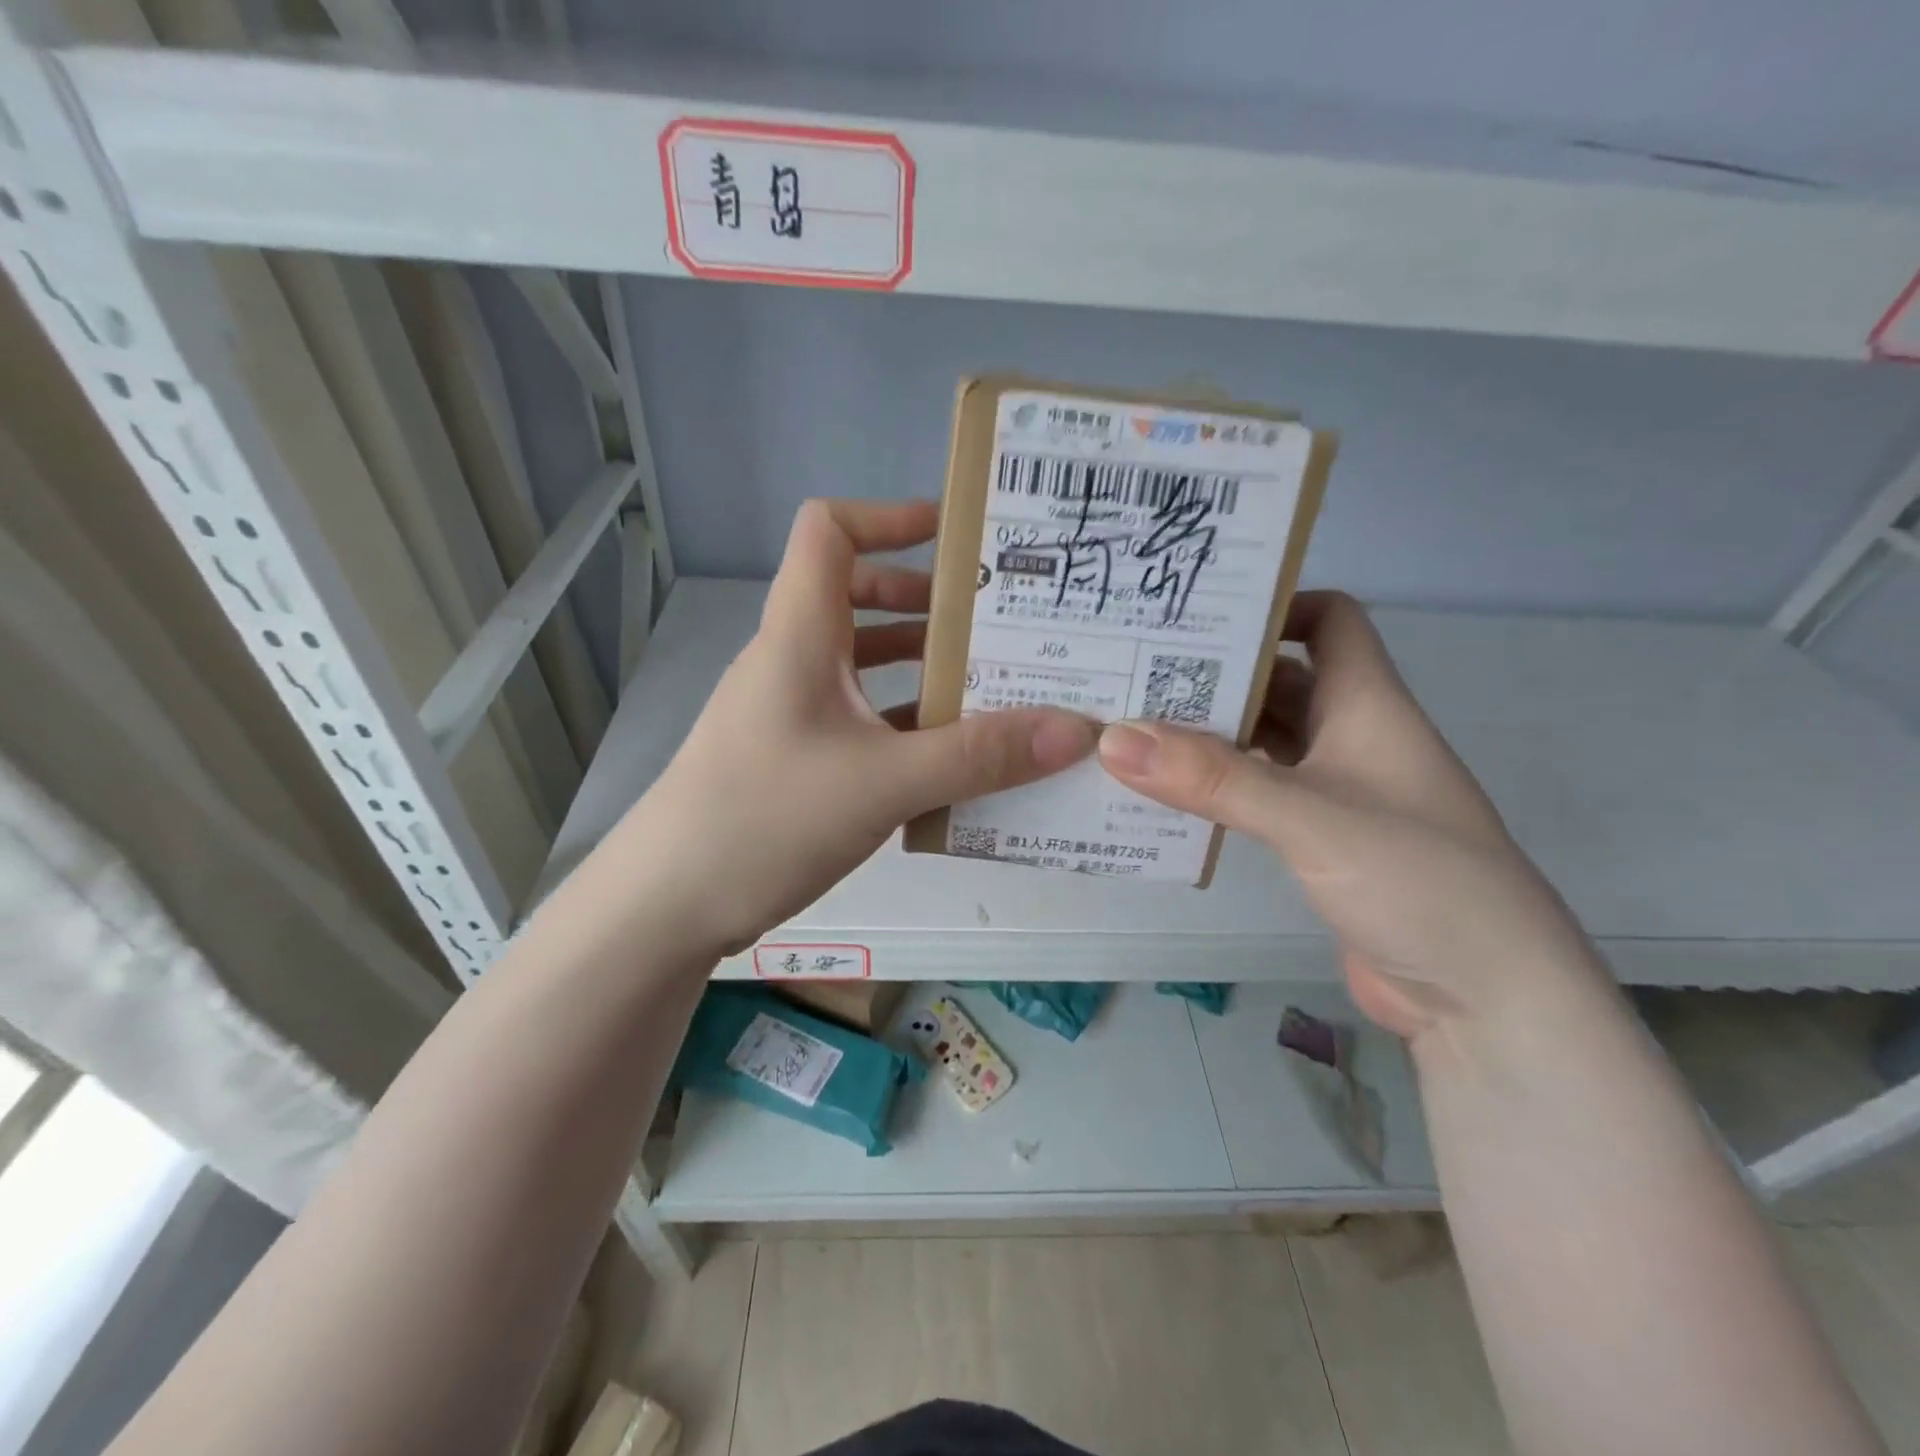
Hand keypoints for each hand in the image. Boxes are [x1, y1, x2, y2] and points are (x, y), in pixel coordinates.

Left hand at [623, 499, 1096, 955]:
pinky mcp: (795, 757)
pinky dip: (906, 725)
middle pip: (859, 597)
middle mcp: (793, 660)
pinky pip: (861, 720)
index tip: (957, 539)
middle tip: (998, 624)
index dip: (891, 517)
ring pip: (864, 665)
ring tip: (995, 687)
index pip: (831, 530)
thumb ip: (979, 757)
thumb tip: (1076, 730)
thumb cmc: (765, 818)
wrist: (668, 906)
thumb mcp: (883, 783)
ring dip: (923, 668)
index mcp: (800, 635)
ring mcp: (791, 711)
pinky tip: (954, 757)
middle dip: (929, 604)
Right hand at [1096, 591, 1599, 1043]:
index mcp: (1367, 705)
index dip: (1273, 607)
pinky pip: (1254, 794)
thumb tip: (1115, 737)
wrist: (1485, 1000)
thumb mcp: (1312, 819)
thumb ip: (1214, 779)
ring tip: (1127, 727)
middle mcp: (1350, 737)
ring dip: (1204, 735)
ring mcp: (1334, 792)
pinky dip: (1212, 787)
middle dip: (1212, 674)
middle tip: (1130, 669)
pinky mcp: (1317, 840)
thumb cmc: (1420, 882)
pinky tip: (1160, 794)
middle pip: (1276, 681)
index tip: (1197, 615)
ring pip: (1260, 741)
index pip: (1329, 620)